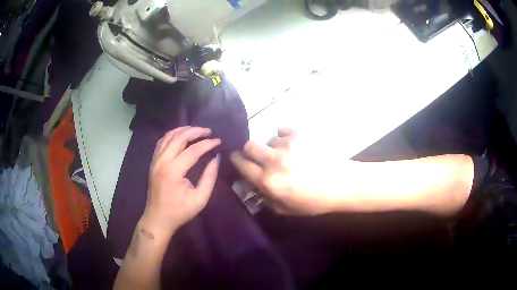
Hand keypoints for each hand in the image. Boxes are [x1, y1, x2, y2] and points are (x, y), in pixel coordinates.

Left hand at [143, 127, 219, 238]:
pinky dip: (172, 135)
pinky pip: (161, 142)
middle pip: (178, 137)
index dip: (207, 144)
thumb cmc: (179, 212)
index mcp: (173, 171)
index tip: (218, 141)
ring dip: (183, 130)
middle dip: (195, 131)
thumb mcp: (199, 199)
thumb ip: (209, 177)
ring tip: (196, 130)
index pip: (193, 150)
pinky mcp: (153, 162)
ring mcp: (155, 160)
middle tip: (208, 131)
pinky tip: (180, 136)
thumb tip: (216, 159)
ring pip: (168, 136)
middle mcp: (162, 161)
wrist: (157, 219)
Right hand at [231, 128, 338, 214]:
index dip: (236, 160)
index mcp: (269, 181)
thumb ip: (266, 199)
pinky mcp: (301, 134)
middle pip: (249, 146)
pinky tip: (294, 144)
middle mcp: (274, 160)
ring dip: (273, 147)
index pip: (242, 165)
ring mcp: (288, 145)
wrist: (342, 184)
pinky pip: (283, 130)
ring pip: (269, 139)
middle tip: (258, 155)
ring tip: (287, 154)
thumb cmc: (314, 201)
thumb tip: (254, 186)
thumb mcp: (287, 210)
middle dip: (249, 150)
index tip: (236, 157)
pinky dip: (285, 137)